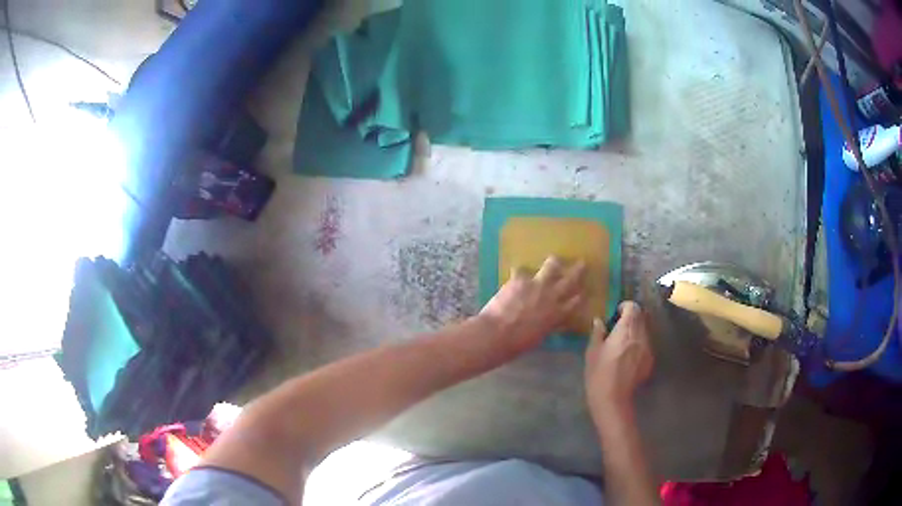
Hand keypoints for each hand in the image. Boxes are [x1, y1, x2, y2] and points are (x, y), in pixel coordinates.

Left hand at [479, 256, 586, 355]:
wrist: (498, 333)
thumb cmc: (518, 342)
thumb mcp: (540, 336)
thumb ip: (548, 326)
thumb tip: (551, 322)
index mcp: (558, 314)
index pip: (575, 302)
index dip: (579, 296)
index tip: (581, 292)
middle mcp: (552, 296)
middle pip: (570, 280)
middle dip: (577, 271)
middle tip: (582, 263)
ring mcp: (537, 284)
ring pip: (552, 266)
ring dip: (554, 262)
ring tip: (555, 259)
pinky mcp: (520, 278)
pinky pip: (522, 270)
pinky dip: (519, 272)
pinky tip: (516, 271)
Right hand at [585, 302, 653, 421]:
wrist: (613, 399)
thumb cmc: (598, 374)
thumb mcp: (592, 352)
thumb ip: (598, 332)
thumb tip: (599, 320)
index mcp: (625, 330)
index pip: (633, 307)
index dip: (625, 307)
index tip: (616, 314)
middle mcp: (641, 336)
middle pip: (642, 316)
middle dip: (632, 317)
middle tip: (619, 326)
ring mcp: (648, 348)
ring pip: (646, 330)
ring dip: (637, 330)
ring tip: (624, 341)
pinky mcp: (650, 360)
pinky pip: (647, 344)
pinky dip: (640, 343)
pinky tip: (629, 355)